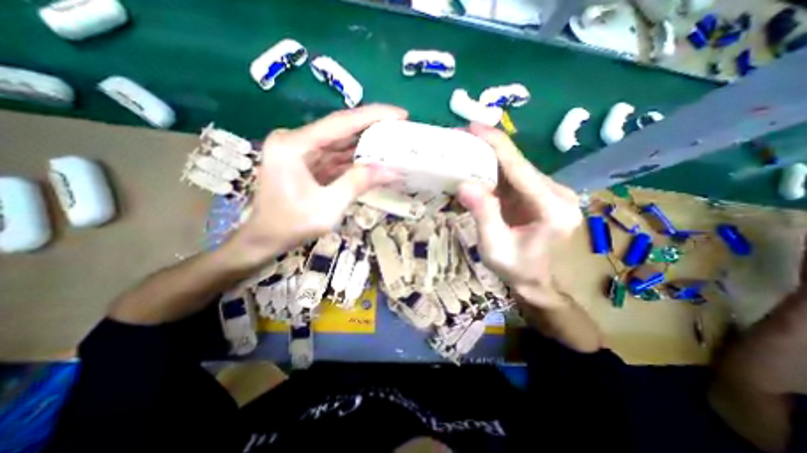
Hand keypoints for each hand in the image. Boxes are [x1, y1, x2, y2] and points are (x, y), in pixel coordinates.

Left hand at [232, 104, 405, 260]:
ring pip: (341, 143)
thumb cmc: (290, 225)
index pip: (340, 122)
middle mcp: (297, 141)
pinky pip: (337, 157)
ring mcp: (302, 152)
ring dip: (367, 145)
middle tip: (401, 130)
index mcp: (294, 145)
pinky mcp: (308, 163)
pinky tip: (375, 160)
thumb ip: (357, 184)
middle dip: (373, 130)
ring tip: (393, 144)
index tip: (400, 114)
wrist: (265, 238)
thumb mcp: (328, 207)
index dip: (373, 116)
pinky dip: (356, 160)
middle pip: (341, 130)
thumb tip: (391, 171)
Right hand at [456, 123, 583, 306]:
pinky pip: (514, 176)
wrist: (535, 280)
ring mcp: (550, 192)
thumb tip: (464, 184)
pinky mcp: (539, 194)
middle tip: (460, 138)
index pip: (520, 168)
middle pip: (518, 163)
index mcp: (552, 209)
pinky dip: (494, 169)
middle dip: (488, 148)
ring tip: (463, 148)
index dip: (496, 145)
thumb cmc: (515, 268)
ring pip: (516, 167)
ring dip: (489, 157)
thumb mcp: (494, 247)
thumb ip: (483, 216)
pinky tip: (476, 165)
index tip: (473, 126)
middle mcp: (557, 194)